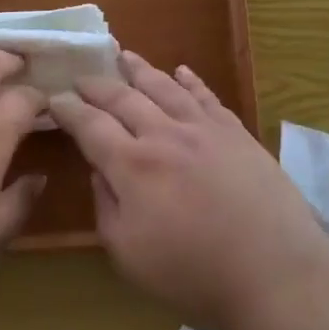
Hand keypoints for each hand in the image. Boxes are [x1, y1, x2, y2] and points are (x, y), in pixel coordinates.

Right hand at [47, 51, 328, 329]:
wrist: (274, 270)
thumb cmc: (194, 274)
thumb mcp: (129, 255)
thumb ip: (106, 206)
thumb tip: (99, 168)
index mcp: (132, 165)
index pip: (91, 125)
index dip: (69, 109)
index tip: (55, 98)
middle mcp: (164, 134)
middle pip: (123, 98)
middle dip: (98, 85)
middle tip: (82, 76)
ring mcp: (203, 128)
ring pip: (164, 87)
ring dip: (140, 69)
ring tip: (124, 55)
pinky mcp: (236, 132)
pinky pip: (206, 96)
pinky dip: (190, 80)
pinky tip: (182, 71)